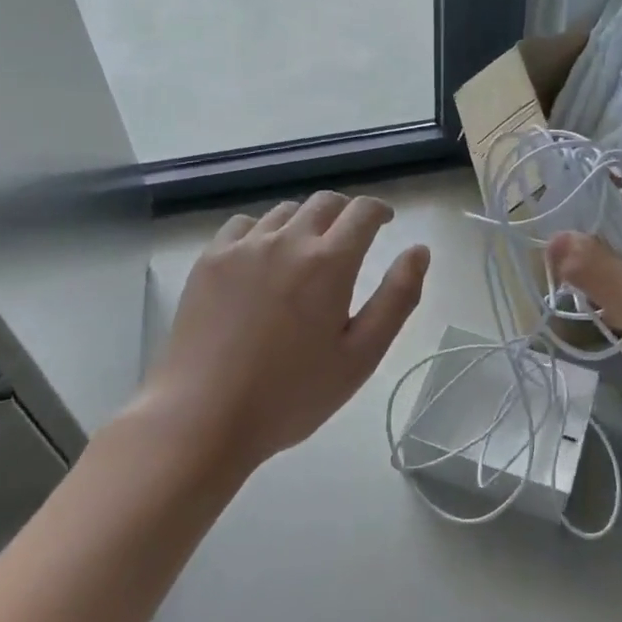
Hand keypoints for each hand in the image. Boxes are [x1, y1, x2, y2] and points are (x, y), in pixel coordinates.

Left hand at [129, 192, 429, 473]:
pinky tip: (261, 259)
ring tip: (306, 253)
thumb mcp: (361, 356)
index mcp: (329, 262)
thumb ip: (397, 298)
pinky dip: (263, 231)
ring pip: (285, 212)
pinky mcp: (210, 260)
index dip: (379, 210)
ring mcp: (243, 246)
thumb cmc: (291, 395)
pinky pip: (244, 225)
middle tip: (350, 238)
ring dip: (305, 222)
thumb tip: (419, 250)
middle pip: (324, 202)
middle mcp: (288, 240)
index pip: (362, 211)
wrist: (202, 418)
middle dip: (345, 213)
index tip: (384, 222)